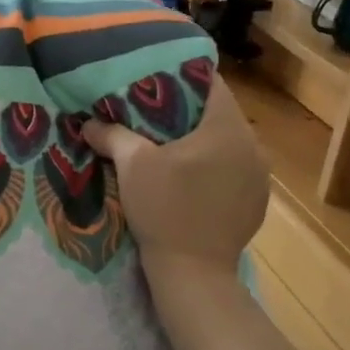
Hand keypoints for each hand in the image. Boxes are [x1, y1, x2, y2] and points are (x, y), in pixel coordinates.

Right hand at [83, 76, 269, 292]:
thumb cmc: (165, 209)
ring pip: (228, 142)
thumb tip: (89, 123)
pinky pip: (234, 169)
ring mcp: (259, 176)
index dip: (182, 75)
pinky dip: (214, 166)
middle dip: (187, 109)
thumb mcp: (132, 166)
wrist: (194, 274)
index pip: (210, 83)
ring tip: (169, 144)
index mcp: (227, 127)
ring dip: (201, 140)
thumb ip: (112, 135)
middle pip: (218, 113)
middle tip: (154, 110)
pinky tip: (189, 178)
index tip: (156, 79)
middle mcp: (252, 146)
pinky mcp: (257, 202)